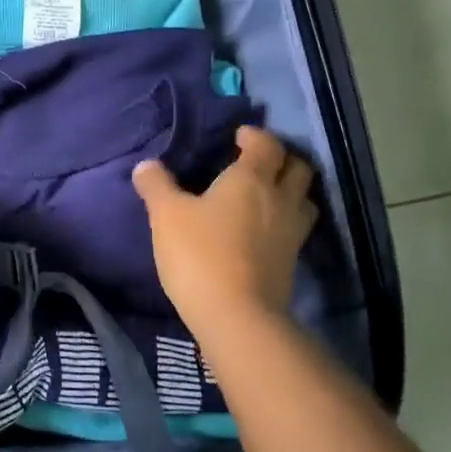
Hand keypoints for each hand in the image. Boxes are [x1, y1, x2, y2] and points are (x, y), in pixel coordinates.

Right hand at [131, 126, 316, 338]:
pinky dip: (284, 221)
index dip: (255, 136)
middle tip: (257, 162)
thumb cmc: (200, 254)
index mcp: (251, 180)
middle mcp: (280, 200)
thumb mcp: (166, 215)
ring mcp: (292, 233)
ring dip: (290, 190)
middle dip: (281, 159)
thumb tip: (146, 165)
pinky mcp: (291, 262)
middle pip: (298, 168)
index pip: (267, 144)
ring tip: (266, 195)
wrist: (236, 316)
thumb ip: (156, 186)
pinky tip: (264, 231)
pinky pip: (295, 229)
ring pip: (304, 199)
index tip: (238, 136)